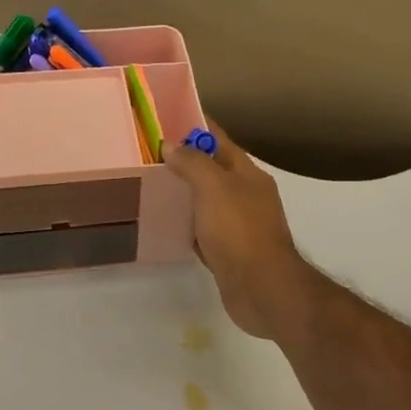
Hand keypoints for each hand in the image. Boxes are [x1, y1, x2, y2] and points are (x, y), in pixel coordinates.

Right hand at [163, 122, 307, 338]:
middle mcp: (247, 197)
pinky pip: (204, 232)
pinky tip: (167, 226)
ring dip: (185, 195)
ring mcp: (239, 227)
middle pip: (213, 172)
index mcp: (248, 176)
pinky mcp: (229, 253)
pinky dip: (188, 227)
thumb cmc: (239, 231)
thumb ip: (193, 163)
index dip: (196, 128)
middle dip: (186, 162)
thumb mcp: (214, 187)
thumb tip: (171, 144)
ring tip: (151, 187)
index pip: (220, 141)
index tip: (166, 120)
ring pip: (207, 203)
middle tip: (149, 156)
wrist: (261, 288)